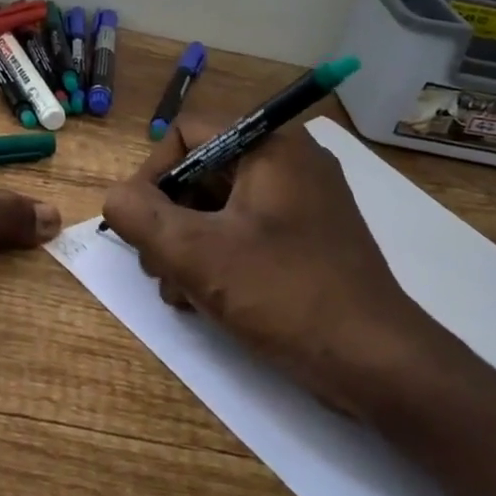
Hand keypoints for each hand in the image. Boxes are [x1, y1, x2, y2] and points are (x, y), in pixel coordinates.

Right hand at [100, 116, 462, 420]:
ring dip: (187, 244)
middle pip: (201, 170)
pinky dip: (218, 257)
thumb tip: (116, 199)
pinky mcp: (310, 238)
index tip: (141, 223)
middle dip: (167, 219)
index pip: (187, 131)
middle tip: (156, 267)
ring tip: (179, 293)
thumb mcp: (196, 254)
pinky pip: (246, 230)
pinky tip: (205, 300)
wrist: (378, 364)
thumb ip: (140, 216)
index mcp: (270, 147)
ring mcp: (304, 201)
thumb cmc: (285, 294)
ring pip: (220, 205)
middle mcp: (290, 162)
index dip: (152, 173)